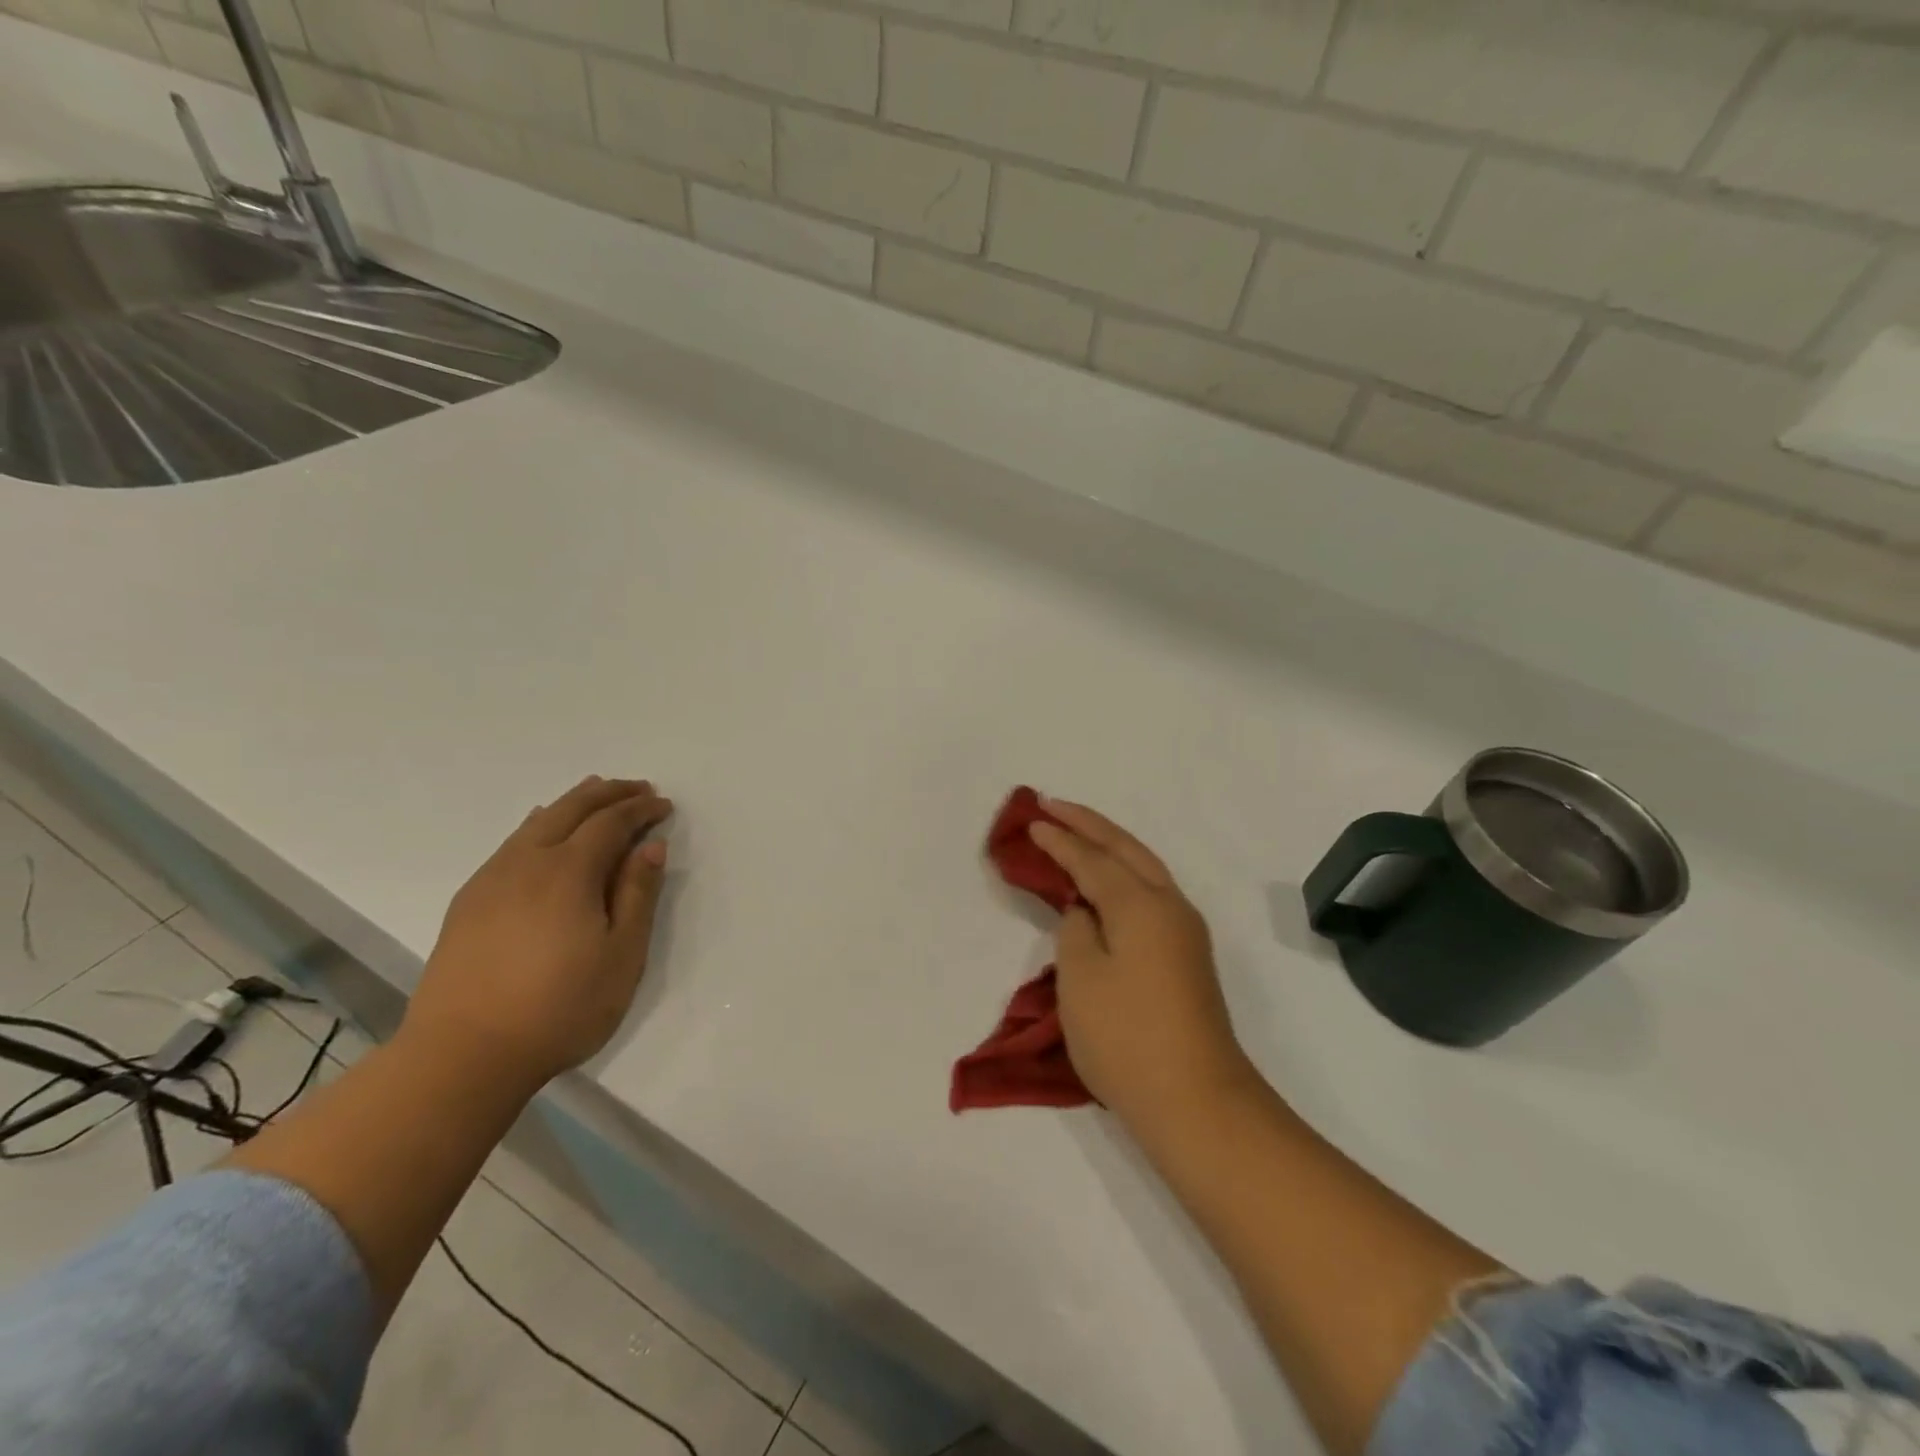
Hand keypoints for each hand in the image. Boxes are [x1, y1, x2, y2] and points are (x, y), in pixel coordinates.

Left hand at [404, 776, 674, 1087]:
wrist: (463, 1055)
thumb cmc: (560, 1007)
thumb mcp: (621, 954)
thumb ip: (638, 894)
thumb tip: (651, 847)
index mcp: (568, 872)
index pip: (610, 822)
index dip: (640, 809)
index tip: (664, 804)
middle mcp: (527, 862)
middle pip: (571, 809)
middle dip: (608, 793)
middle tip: (638, 787)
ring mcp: (491, 880)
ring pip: (536, 822)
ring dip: (572, 803)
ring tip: (595, 794)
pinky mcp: (468, 902)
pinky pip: (511, 844)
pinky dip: (539, 825)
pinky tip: (541, 832)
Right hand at [1030, 799, 1249, 1130]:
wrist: (1196, 1101)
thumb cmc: (1127, 1037)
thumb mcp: (1081, 978)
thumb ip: (1076, 929)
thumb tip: (1086, 912)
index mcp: (1141, 904)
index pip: (1093, 859)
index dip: (1060, 839)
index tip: (1032, 821)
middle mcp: (1170, 906)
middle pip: (1126, 849)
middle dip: (1089, 824)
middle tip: (1053, 806)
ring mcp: (1184, 932)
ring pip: (1144, 868)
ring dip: (1109, 846)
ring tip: (1077, 832)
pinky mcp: (1187, 957)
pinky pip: (1150, 894)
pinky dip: (1123, 875)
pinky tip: (1108, 882)